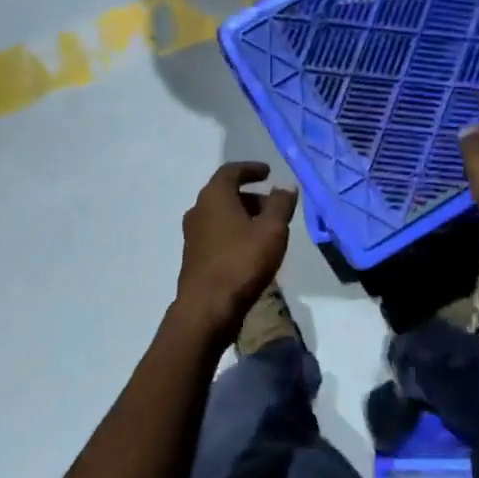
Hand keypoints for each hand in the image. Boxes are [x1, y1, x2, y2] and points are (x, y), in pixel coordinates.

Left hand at [176, 162, 297, 338]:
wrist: (207, 308)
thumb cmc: (242, 262)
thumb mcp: (272, 230)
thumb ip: (281, 204)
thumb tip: (285, 186)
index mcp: (214, 196)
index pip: (231, 171)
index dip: (251, 169)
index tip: (268, 172)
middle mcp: (198, 210)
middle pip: (225, 193)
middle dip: (251, 196)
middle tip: (274, 206)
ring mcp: (192, 235)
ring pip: (221, 215)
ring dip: (243, 216)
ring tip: (267, 230)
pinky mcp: (194, 256)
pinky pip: (217, 234)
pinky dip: (234, 233)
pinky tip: (251, 250)